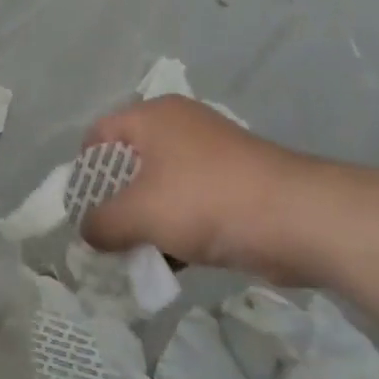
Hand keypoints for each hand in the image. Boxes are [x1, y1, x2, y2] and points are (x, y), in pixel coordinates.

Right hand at [79, 95, 325, 280]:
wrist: (298, 217)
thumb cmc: (207, 200)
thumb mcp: (142, 213)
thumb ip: (104, 223)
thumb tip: (88, 231)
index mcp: (153, 116)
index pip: (100, 133)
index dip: (83, 169)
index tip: (79, 208)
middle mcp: (180, 125)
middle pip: (131, 160)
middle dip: (115, 200)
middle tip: (104, 236)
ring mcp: (211, 152)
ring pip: (163, 184)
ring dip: (148, 219)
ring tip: (136, 256)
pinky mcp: (236, 181)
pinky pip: (192, 201)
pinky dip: (178, 226)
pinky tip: (173, 262)